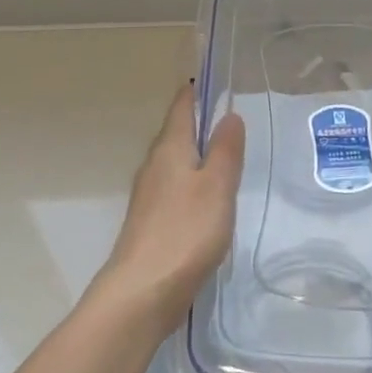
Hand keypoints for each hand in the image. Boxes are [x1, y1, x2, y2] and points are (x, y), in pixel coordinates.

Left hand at [94, 84, 245, 332]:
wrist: (142, 292)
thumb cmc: (185, 232)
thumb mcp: (216, 186)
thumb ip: (225, 150)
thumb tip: (229, 115)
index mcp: (170, 149)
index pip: (181, 108)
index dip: (195, 92)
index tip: (212, 80)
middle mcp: (154, 165)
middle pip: (175, 133)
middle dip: (197, 122)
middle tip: (227, 116)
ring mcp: (149, 196)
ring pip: (174, 162)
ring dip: (195, 154)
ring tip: (222, 154)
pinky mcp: (150, 223)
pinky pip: (174, 188)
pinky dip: (191, 182)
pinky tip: (206, 199)